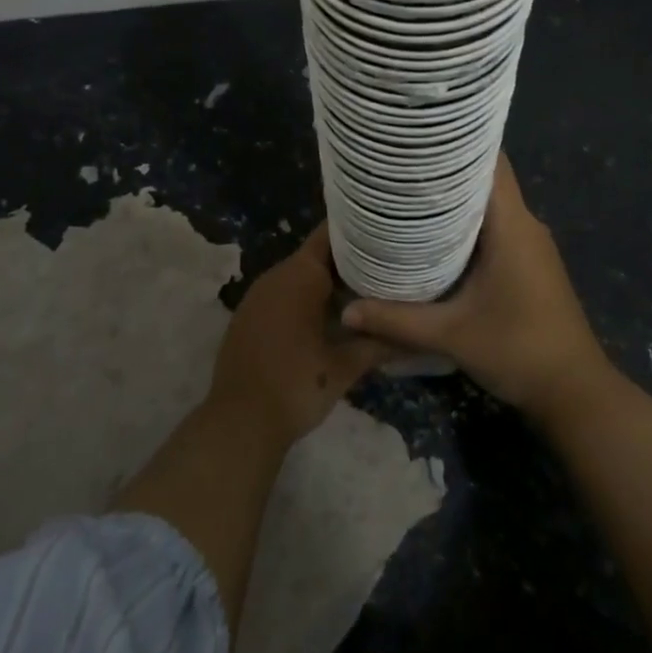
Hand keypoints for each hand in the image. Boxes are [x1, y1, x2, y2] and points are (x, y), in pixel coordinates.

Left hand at [208, 222, 395, 448]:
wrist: (239, 422)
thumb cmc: (297, 385)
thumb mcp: (345, 366)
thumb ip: (379, 342)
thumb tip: (412, 334)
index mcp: (301, 275)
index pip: (331, 234)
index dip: (357, 230)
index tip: (384, 232)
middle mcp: (277, 275)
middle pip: (317, 253)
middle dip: (349, 258)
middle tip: (384, 265)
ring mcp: (259, 294)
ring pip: (300, 274)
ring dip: (327, 280)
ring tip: (364, 288)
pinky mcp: (249, 315)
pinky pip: (284, 292)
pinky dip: (306, 296)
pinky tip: (329, 315)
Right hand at [340, 155, 613, 419]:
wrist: (575, 393)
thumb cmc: (518, 350)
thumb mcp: (452, 335)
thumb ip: (397, 320)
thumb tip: (346, 310)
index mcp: (512, 224)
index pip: (490, 162)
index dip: (457, 143)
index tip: (418, 137)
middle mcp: (524, 224)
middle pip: (485, 180)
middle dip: (444, 170)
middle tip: (398, 166)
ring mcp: (530, 245)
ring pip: (489, 205)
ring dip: (454, 199)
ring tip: (407, 194)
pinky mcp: (529, 264)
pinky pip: (495, 227)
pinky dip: (466, 224)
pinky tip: (433, 236)